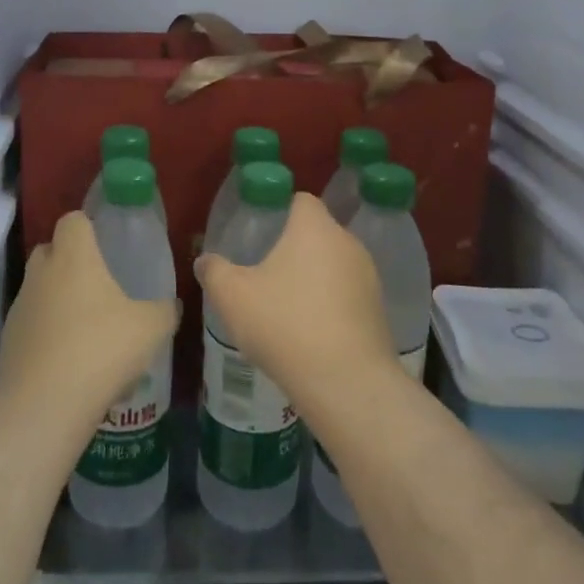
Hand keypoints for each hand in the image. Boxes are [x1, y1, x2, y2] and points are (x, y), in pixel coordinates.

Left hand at [0, 211, 177, 433]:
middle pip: (50, 249)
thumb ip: (165, 311)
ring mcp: (20, 307)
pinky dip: (47, 334)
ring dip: (58, 300)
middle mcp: (41, 273)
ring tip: (87, 331)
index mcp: (73, 257)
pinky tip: (70, 362)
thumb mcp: (150, 329)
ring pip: (39, 289)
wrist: (43, 407)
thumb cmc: (101, 350)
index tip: (106, 243)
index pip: (73, 220)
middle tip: (98, 285)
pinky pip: (32, 325)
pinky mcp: (7, 341)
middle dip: (70, 261)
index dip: (88, 226)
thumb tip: (172, 305)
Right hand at [195, 193, 396, 409]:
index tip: (261, 232)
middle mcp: (347, 242)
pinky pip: (348, 295)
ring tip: (287, 307)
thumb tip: (204, 260)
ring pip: (334, 265)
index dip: (281, 210)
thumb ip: (215, 272)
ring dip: (314, 279)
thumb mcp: (233, 297)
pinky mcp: (378, 310)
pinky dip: (331, 305)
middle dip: (295, 248)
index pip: (301, 200)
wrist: (347, 382)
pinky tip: (312, 333)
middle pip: (318, 233)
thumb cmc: (285, 325)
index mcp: (314, 228)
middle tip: (267, 273)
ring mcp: (368, 276)